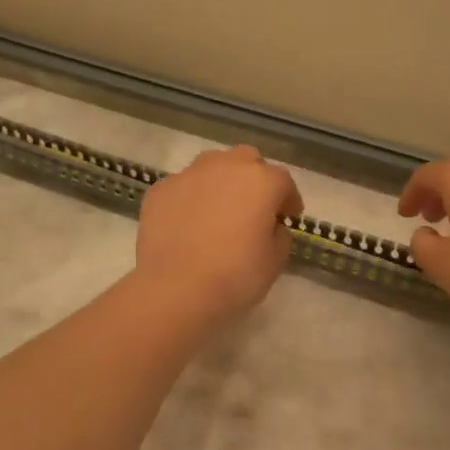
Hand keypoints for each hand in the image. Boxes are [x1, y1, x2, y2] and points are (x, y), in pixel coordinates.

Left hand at [135, 146, 304, 323]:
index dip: (289, 199)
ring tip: (219, 209)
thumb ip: (279, 235)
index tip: (289, 216)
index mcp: (261, 181)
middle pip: (247, 160)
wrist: (175, 289)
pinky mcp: (161, 190)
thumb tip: (270, 226)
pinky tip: (188, 223)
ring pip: (212, 166)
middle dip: (254, 178)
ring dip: (221, 181)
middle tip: (254, 206)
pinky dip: (191, 198)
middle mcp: (225, 167)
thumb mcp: (275, 261)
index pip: (283, 181)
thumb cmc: (235, 276)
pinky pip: (184, 187)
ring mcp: (189, 175)